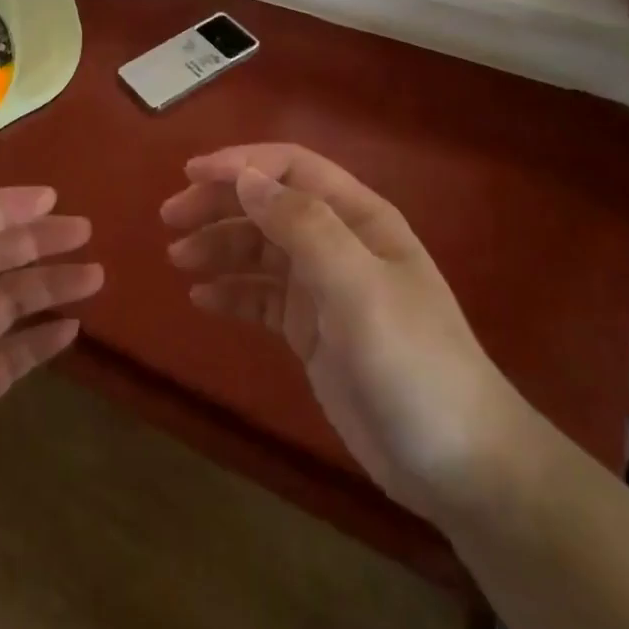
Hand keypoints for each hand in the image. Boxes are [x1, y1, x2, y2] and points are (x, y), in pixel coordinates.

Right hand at [161, 143, 519, 522]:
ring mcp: (325, 287)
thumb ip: (303, 227)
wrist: (459, 465)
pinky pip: (262, 297)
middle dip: (219, 203)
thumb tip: (246, 176)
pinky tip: (201, 300)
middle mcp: (339, 242)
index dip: (241, 163)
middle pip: (269, 204)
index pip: (292, 168)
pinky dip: (232, 292)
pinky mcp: (312, 330)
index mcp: (358, 218)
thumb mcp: (359, 288)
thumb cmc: (412, 364)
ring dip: (218, 246)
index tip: (191, 174)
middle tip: (169, 218)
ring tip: (177, 259)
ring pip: (260, 249)